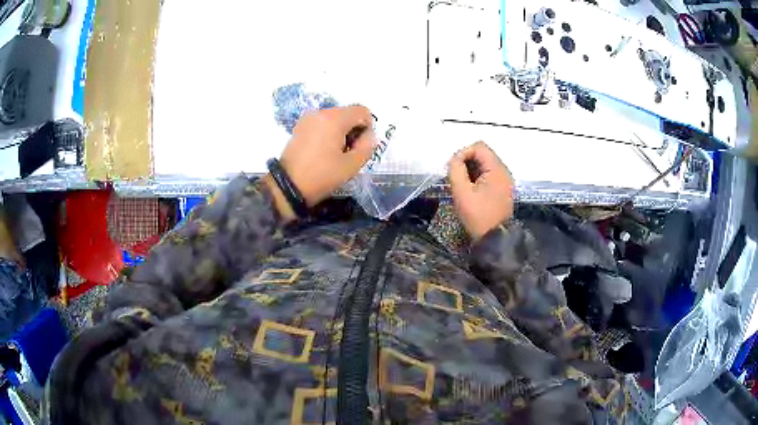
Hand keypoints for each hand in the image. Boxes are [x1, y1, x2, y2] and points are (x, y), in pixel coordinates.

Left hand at [265, 106, 375, 221]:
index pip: (362, 111)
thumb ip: (367, 147)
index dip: (367, 128)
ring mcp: (308, 118)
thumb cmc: (321, 175)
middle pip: (348, 113)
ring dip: (341, 131)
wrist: (288, 186)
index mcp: (334, 118)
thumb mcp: (351, 166)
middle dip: (353, 130)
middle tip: (347, 153)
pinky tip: (323, 150)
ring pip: (335, 118)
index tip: (360, 146)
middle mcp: (321, 112)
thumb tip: (369, 136)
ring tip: (334, 153)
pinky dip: (328, 132)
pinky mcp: (300, 126)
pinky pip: (322, 123)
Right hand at [448, 142, 513, 240]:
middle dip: (466, 162)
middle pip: (482, 154)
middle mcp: (504, 171)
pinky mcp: (502, 189)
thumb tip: (454, 160)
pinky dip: (477, 178)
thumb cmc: (478, 216)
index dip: (462, 153)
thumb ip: (456, 170)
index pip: (478, 147)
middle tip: (455, 177)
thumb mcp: (462, 192)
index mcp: (497, 169)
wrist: (495, 239)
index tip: (452, 168)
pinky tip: (470, 191)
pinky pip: (488, 175)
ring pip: (484, 164)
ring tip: (461, 185)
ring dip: (470, 170)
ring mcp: (505, 180)